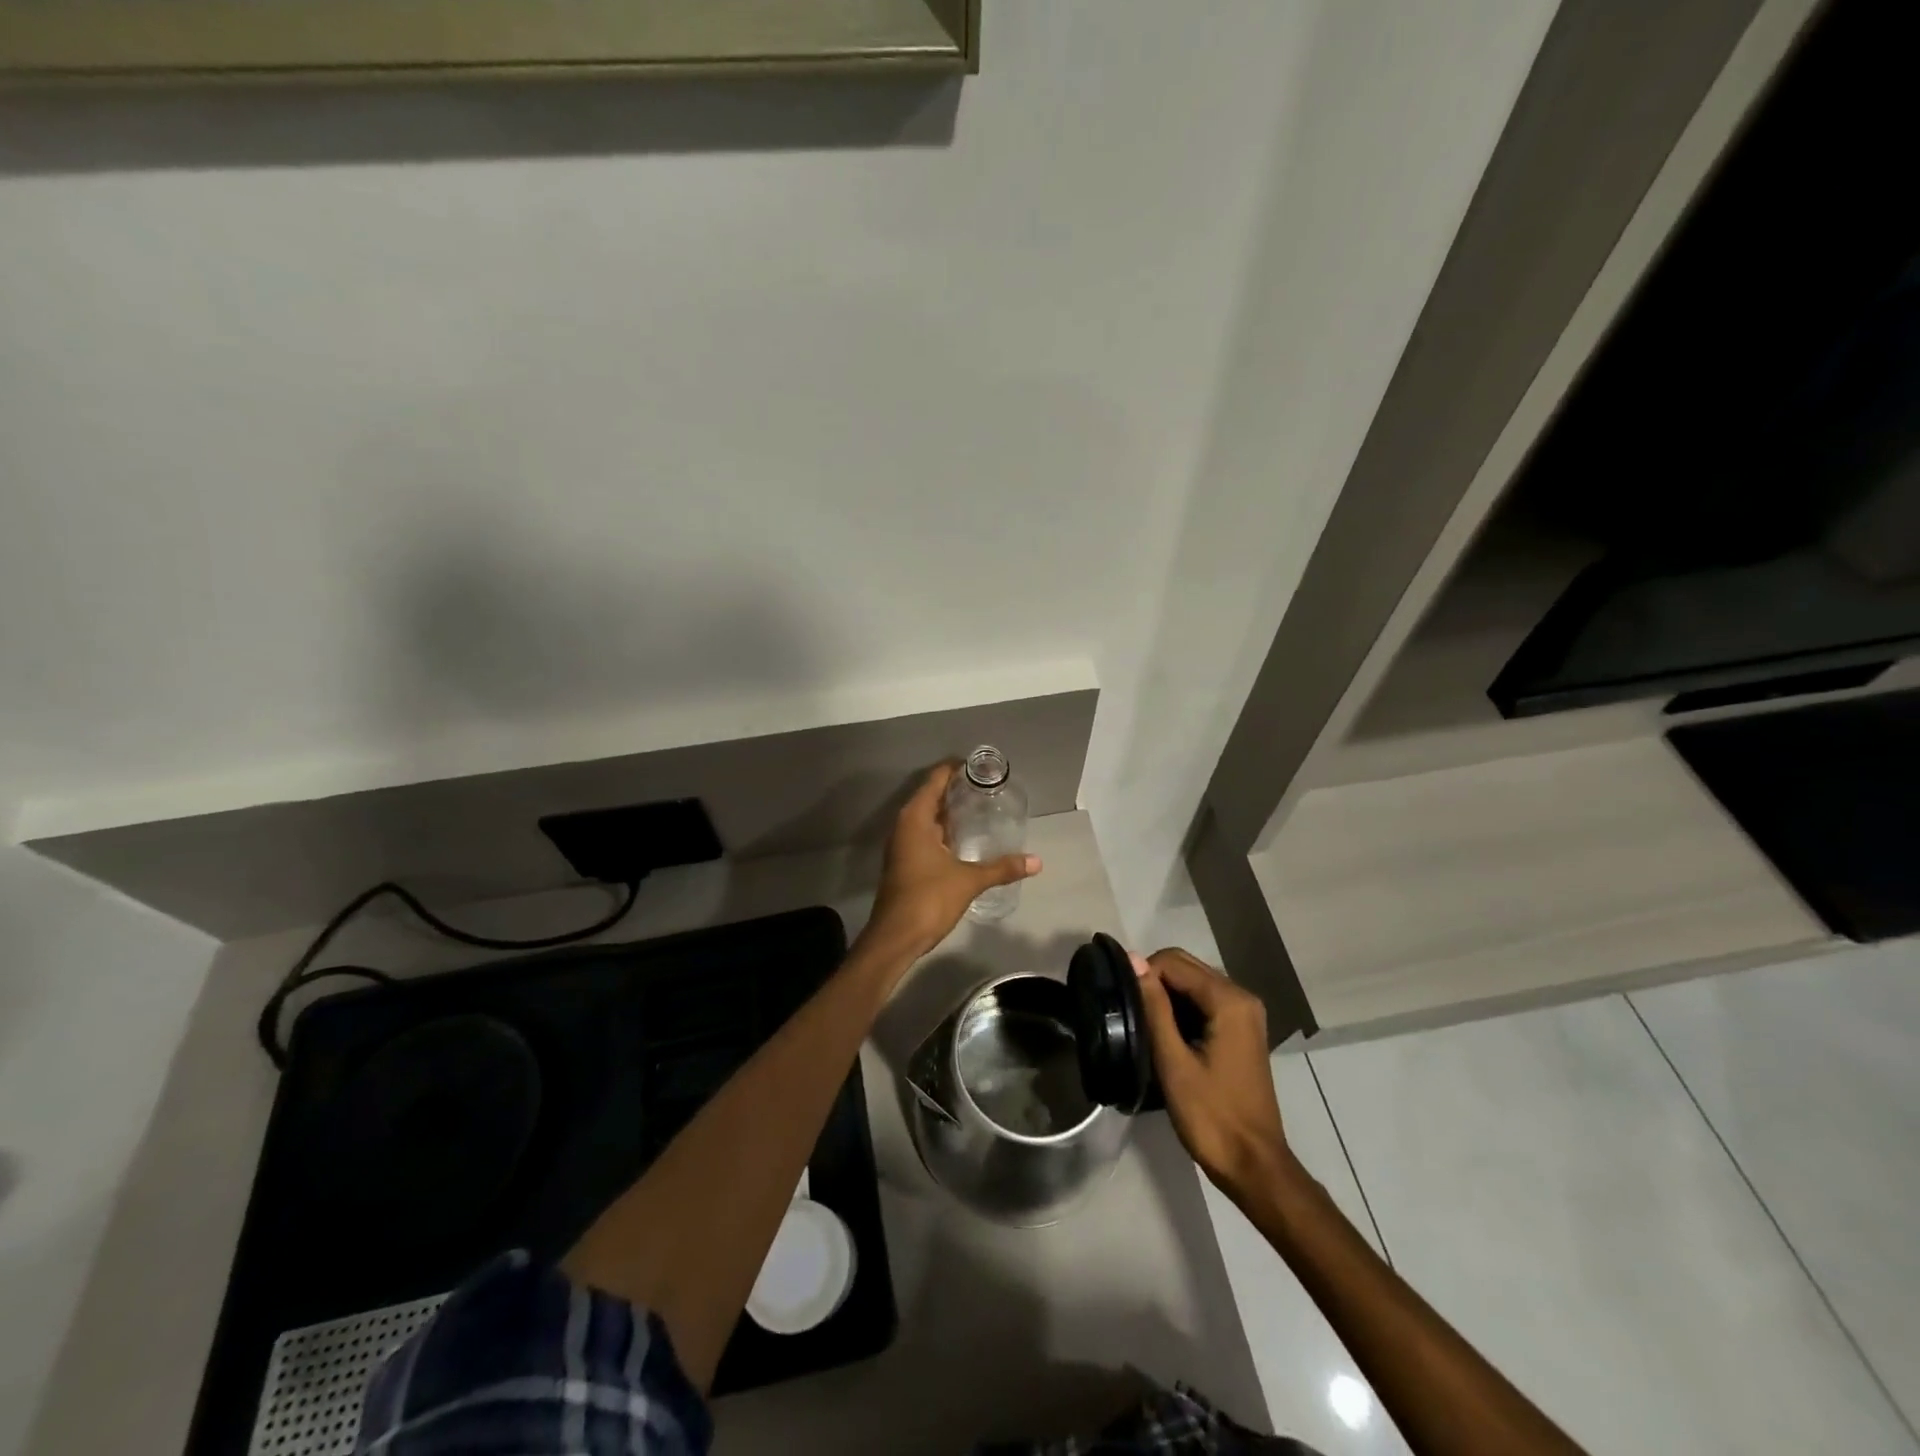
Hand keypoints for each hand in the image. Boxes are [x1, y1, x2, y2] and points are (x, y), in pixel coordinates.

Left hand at [859, 763, 1040, 964]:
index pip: (935, 781)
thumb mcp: (969, 881)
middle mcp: (905, 826)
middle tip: (987, 787)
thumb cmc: (928, 899)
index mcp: (915, 819)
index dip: (955, 769)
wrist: (895, 938)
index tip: (979, 766)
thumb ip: (1002, 868)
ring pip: (928, 819)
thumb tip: (1036, 861)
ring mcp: (903, 846)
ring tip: (981, 807)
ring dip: (950, 812)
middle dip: (956, 790)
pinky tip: (965, 839)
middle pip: (930, 797)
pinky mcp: (906, 863)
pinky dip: (944, 831)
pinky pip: (926, 836)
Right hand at [1135, 948, 1289, 1195]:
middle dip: (1153, 981)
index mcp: (1229, 1000)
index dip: (1142, 974)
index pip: (1173, 962)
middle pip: (1186, 966)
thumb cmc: (1211, 1116)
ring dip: (1165, 995)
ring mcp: (1244, 1013)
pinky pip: (1203, 1000)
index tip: (1121, 1000)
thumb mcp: (1173, 1061)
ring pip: (1193, 982)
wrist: (1253, 1165)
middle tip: (1128, 1011)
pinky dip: (1181, 1008)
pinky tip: (1164, 1032)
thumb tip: (1133, 958)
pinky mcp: (1241, 1029)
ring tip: (1141, 1022)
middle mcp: (1241, 997)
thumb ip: (1154, 1007)